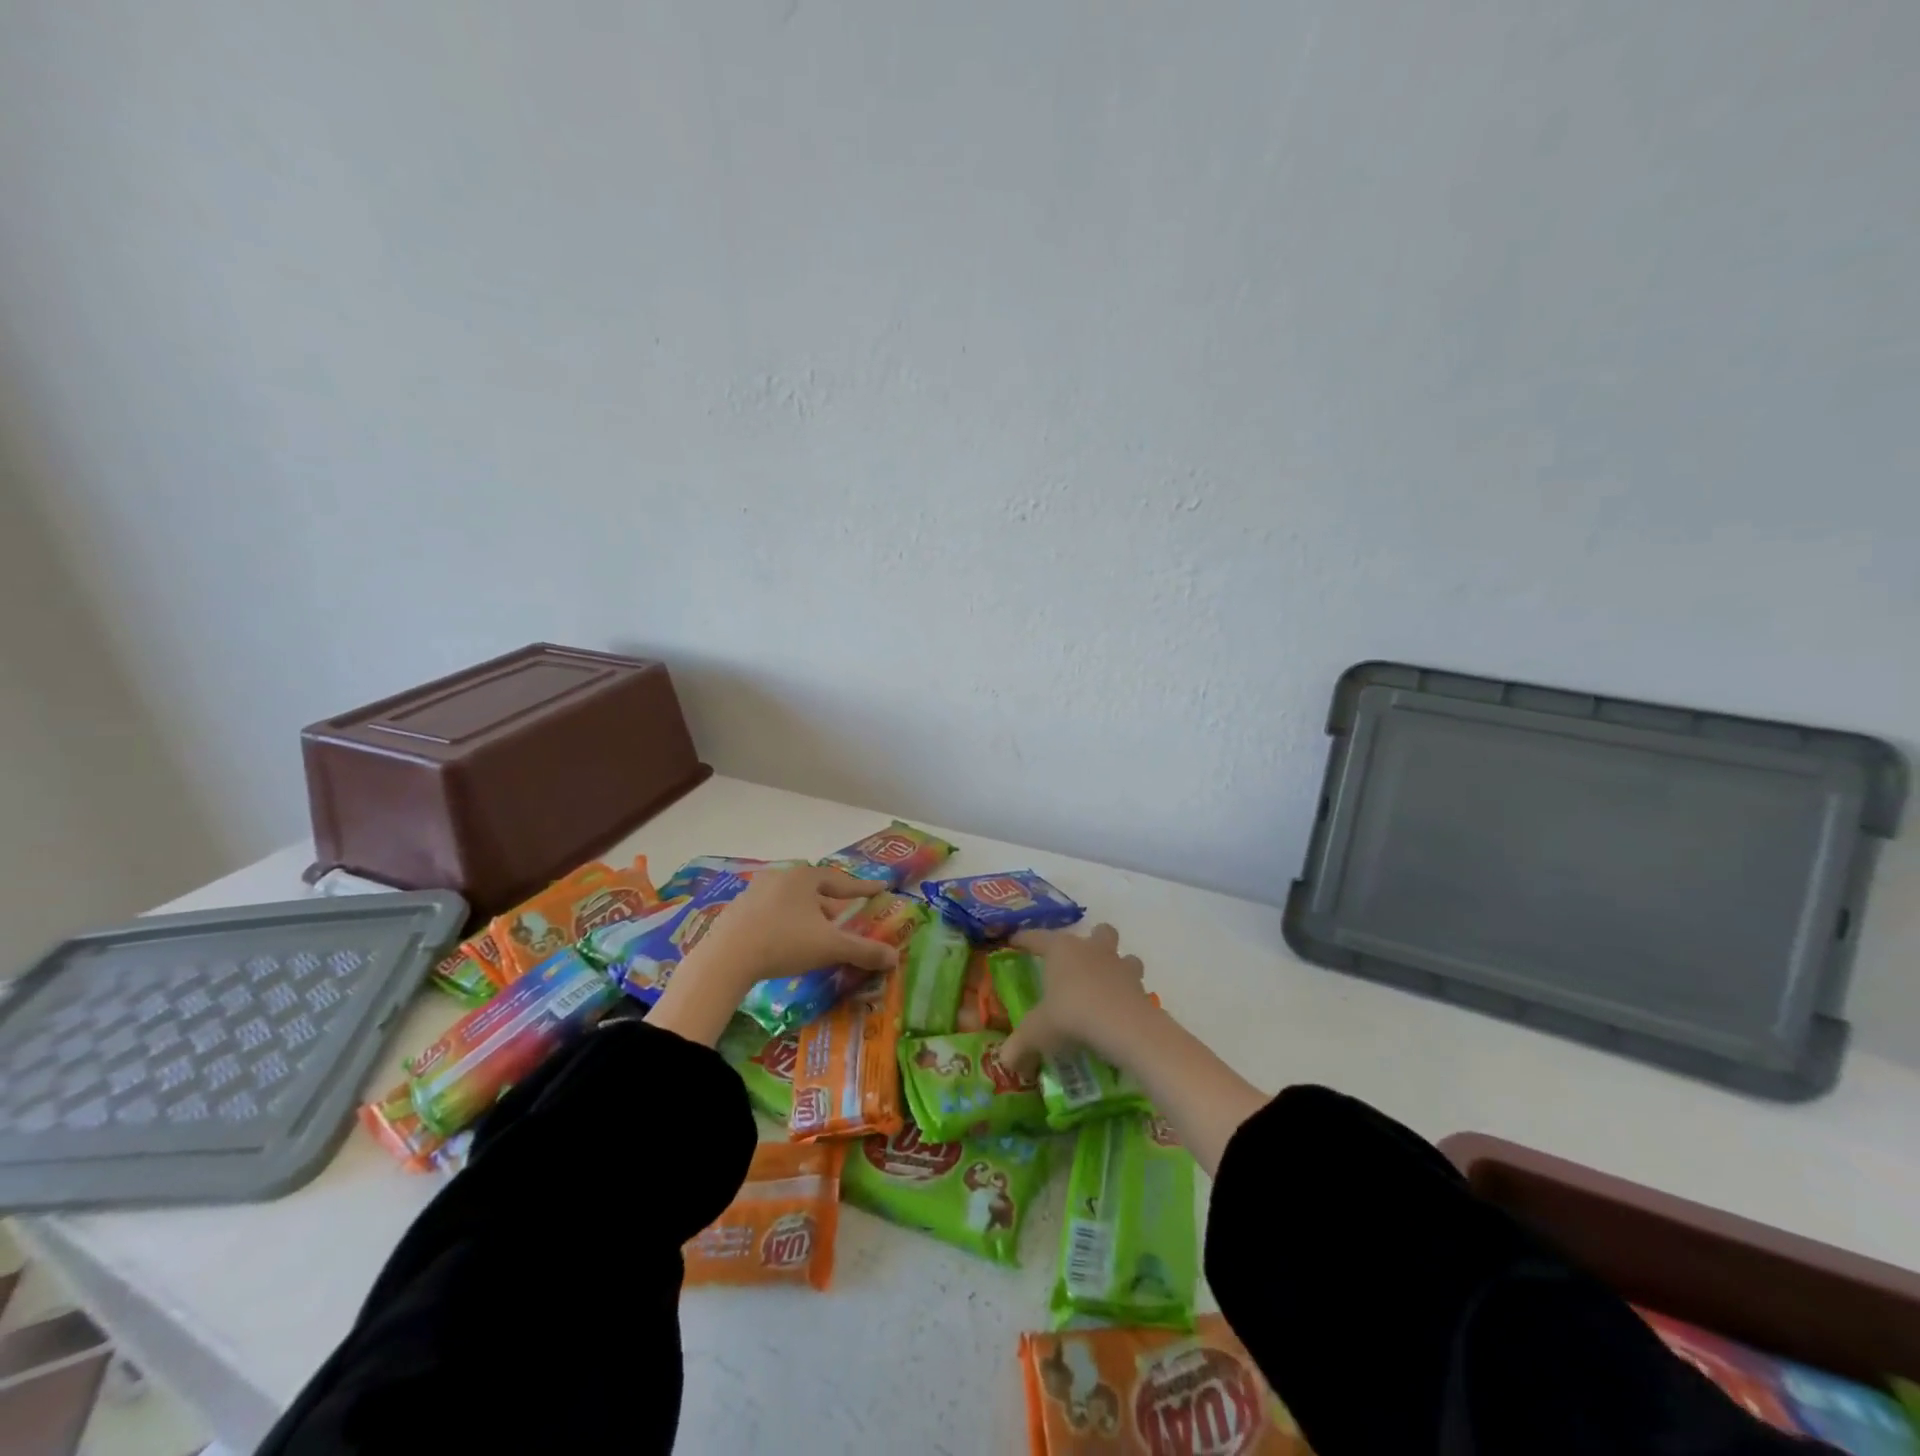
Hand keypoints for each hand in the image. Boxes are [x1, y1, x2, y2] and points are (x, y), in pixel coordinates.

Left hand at [679, 865, 897, 995]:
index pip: (843, 881)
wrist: (726, 958)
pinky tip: (785, 941)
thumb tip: (895, 957)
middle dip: (832, 903)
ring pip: (792, 900)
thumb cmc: (784, 942)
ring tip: (817, 932)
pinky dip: (785, 922)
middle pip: (815, 889)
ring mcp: (755, 892)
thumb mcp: (830, 947)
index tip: (881, 888)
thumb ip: (863, 951)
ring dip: (807, 914)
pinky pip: (771, 912)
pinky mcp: (737, 911)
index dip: (864, 888)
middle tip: (846, 916)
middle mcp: (781, 877)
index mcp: (805, 878)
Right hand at [999, 922, 1153, 1077]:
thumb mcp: (1037, 1033)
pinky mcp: (1141, 987)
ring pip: (1124, 954)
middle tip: (1080, 962)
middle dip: (1092, 941)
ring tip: (1107, 985)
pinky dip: (1129, 995)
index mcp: (1061, 949)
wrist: (1124, 1027)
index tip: (1014, 940)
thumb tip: (1005, 1060)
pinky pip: (1136, 986)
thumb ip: (1019, 1045)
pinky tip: (1120, 1011)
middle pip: (1097, 931)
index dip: (1024, 939)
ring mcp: (1120, 966)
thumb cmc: (1071, 1015)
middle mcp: (1092, 949)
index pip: (1037, 937)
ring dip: (1117, 965)